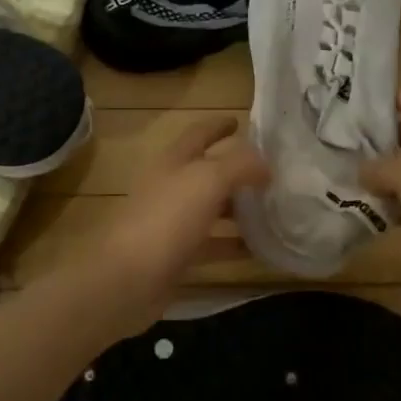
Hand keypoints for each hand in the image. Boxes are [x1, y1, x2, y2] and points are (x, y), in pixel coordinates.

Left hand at [96, 114, 269, 330]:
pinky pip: (211, 245)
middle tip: (271, 172)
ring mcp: (172, 224)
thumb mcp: (207, 181)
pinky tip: (260, 249)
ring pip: (211, 210)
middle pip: (206, 173)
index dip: (218, 126)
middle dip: (235, 170)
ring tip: (273, 209)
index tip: (241, 121)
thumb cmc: (166, 219)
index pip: (198, 134)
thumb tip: (265, 165)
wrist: (127, 279)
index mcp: (173, 162)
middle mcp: (170, 188)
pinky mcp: (176, 257)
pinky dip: (233, 244)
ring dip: (238, 209)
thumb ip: (240, 166)